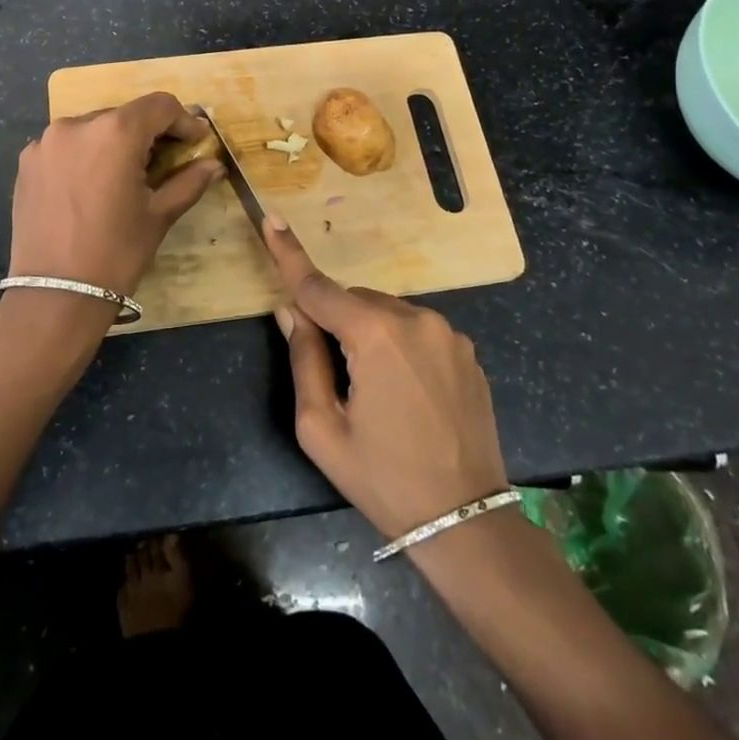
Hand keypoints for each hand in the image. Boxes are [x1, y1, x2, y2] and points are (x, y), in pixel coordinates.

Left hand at [8, 92, 221, 300]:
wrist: (55, 294)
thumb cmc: (116, 253)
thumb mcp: (159, 215)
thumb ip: (188, 182)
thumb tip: (214, 165)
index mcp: (115, 132)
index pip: (159, 106)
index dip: (183, 120)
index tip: (195, 142)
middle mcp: (77, 124)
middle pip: (125, 115)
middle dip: (148, 134)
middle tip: (163, 163)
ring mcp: (46, 142)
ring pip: (93, 128)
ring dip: (115, 143)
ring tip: (124, 176)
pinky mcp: (27, 161)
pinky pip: (66, 146)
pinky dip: (85, 156)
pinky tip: (91, 186)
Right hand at [263, 215, 507, 540]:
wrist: (466, 521)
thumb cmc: (382, 478)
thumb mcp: (322, 429)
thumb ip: (304, 358)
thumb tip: (292, 311)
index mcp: (375, 335)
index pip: (318, 287)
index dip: (289, 254)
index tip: (271, 218)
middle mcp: (415, 318)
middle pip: (354, 301)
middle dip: (336, 322)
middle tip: (337, 376)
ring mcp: (447, 332)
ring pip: (386, 313)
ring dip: (369, 333)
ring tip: (377, 392)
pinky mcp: (467, 349)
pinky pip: (416, 329)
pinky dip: (399, 344)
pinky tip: (408, 393)